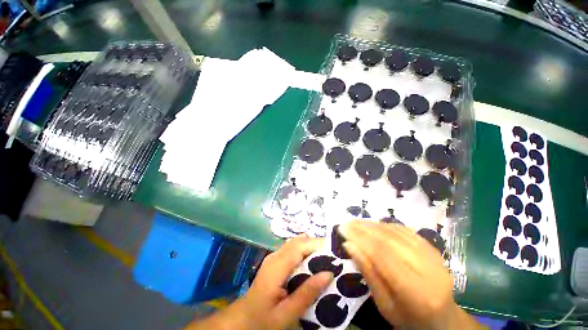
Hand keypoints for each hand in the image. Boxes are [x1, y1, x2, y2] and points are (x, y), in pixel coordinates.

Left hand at [185, 235, 332, 329]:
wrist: (243, 319)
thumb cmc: (263, 319)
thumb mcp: (286, 314)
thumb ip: (306, 293)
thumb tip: (328, 273)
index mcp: (277, 266)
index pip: (300, 246)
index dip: (317, 244)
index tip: (335, 252)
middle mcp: (275, 255)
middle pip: (299, 241)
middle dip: (316, 245)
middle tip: (333, 257)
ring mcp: (274, 256)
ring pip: (296, 243)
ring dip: (311, 247)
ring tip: (325, 259)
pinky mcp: (275, 260)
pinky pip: (292, 249)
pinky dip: (304, 251)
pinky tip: (311, 264)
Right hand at [339, 221, 479, 329]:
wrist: (442, 318)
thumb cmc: (409, 318)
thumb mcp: (384, 304)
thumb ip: (368, 273)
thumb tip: (349, 245)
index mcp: (416, 291)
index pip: (383, 255)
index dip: (360, 238)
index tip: (342, 229)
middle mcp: (428, 269)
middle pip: (389, 240)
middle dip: (363, 228)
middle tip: (346, 223)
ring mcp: (433, 255)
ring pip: (396, 231)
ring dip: (372, 225)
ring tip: (355, 223)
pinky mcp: (432, 247)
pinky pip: (404, 230)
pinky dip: (385, 225)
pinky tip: (373, 225)